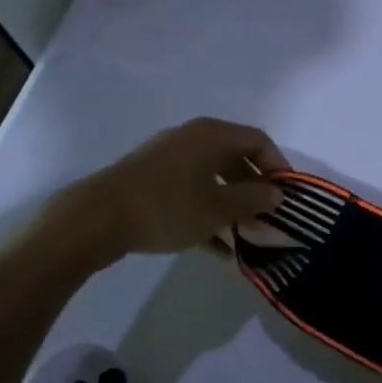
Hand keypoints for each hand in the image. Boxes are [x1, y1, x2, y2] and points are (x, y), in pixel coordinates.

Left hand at [66, 118, 287, 258]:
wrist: (94, 220)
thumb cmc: (167, 207)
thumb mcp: (218, 208)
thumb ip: (253, 199)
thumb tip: (277, 194)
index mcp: (212, 135)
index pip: (259, 140)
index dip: (279, 166)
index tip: (288, 195)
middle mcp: (192, 138)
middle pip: (236, 158)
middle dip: (256, 189)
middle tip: (268, 216)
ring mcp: (169, 158)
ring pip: (214, 177)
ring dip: (233, 204)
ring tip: (246, 236)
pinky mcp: (151, 180)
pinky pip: (192, 190)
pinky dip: (208, 211)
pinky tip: (218, 247)